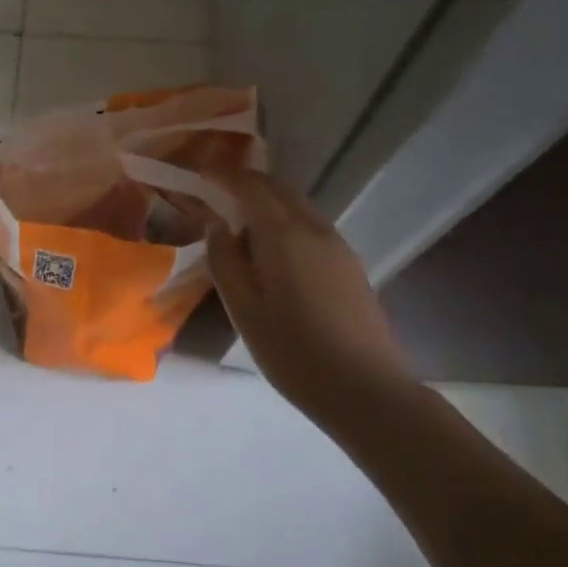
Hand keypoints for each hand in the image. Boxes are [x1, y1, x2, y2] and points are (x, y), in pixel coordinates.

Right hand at [206, 169, 410, 414]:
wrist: (365, 390)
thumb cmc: (293, 351)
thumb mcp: (243, 309)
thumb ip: (224, 260)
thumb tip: (216, 225)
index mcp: (284, 234)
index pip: (252, 186)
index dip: (225, 176)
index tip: (202, 176)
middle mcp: (315, 228)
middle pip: (279, 189)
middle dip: (248, 184)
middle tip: (218, 195)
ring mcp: (338, 245)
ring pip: (298, 206)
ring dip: (269, 203)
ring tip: (242, 225)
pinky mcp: (351, 265)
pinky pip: (312, 226)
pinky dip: (287, 221)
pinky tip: (275, 252)